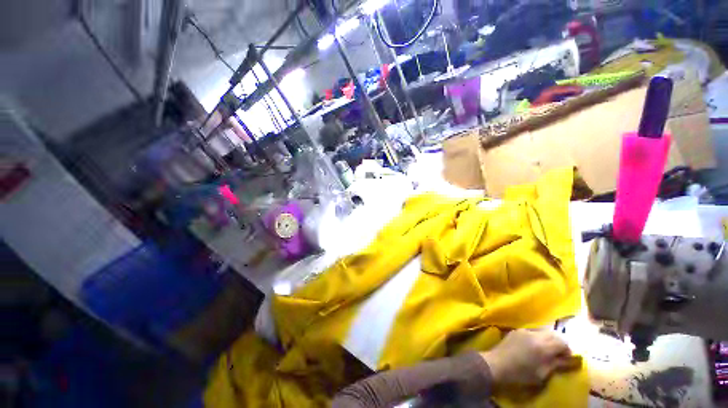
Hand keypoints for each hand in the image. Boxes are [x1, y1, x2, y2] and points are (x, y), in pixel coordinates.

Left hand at [480, 329, 578, 386]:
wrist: (497, 364)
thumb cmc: (521, 374)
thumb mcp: (542, 373)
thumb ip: (556, 364)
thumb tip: (569, 359)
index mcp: (543, 346)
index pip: (562, 342)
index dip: (567, 350)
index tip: (567, 358)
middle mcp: (535, 334)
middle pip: (553, 334)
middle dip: (559, 343)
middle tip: (559, 354)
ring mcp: (524, 330)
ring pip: (543, 330)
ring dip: (548, 338)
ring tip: (548, 350)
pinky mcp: (516, 330)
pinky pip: (532, 330)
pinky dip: (538, 336)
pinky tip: (535, 345)